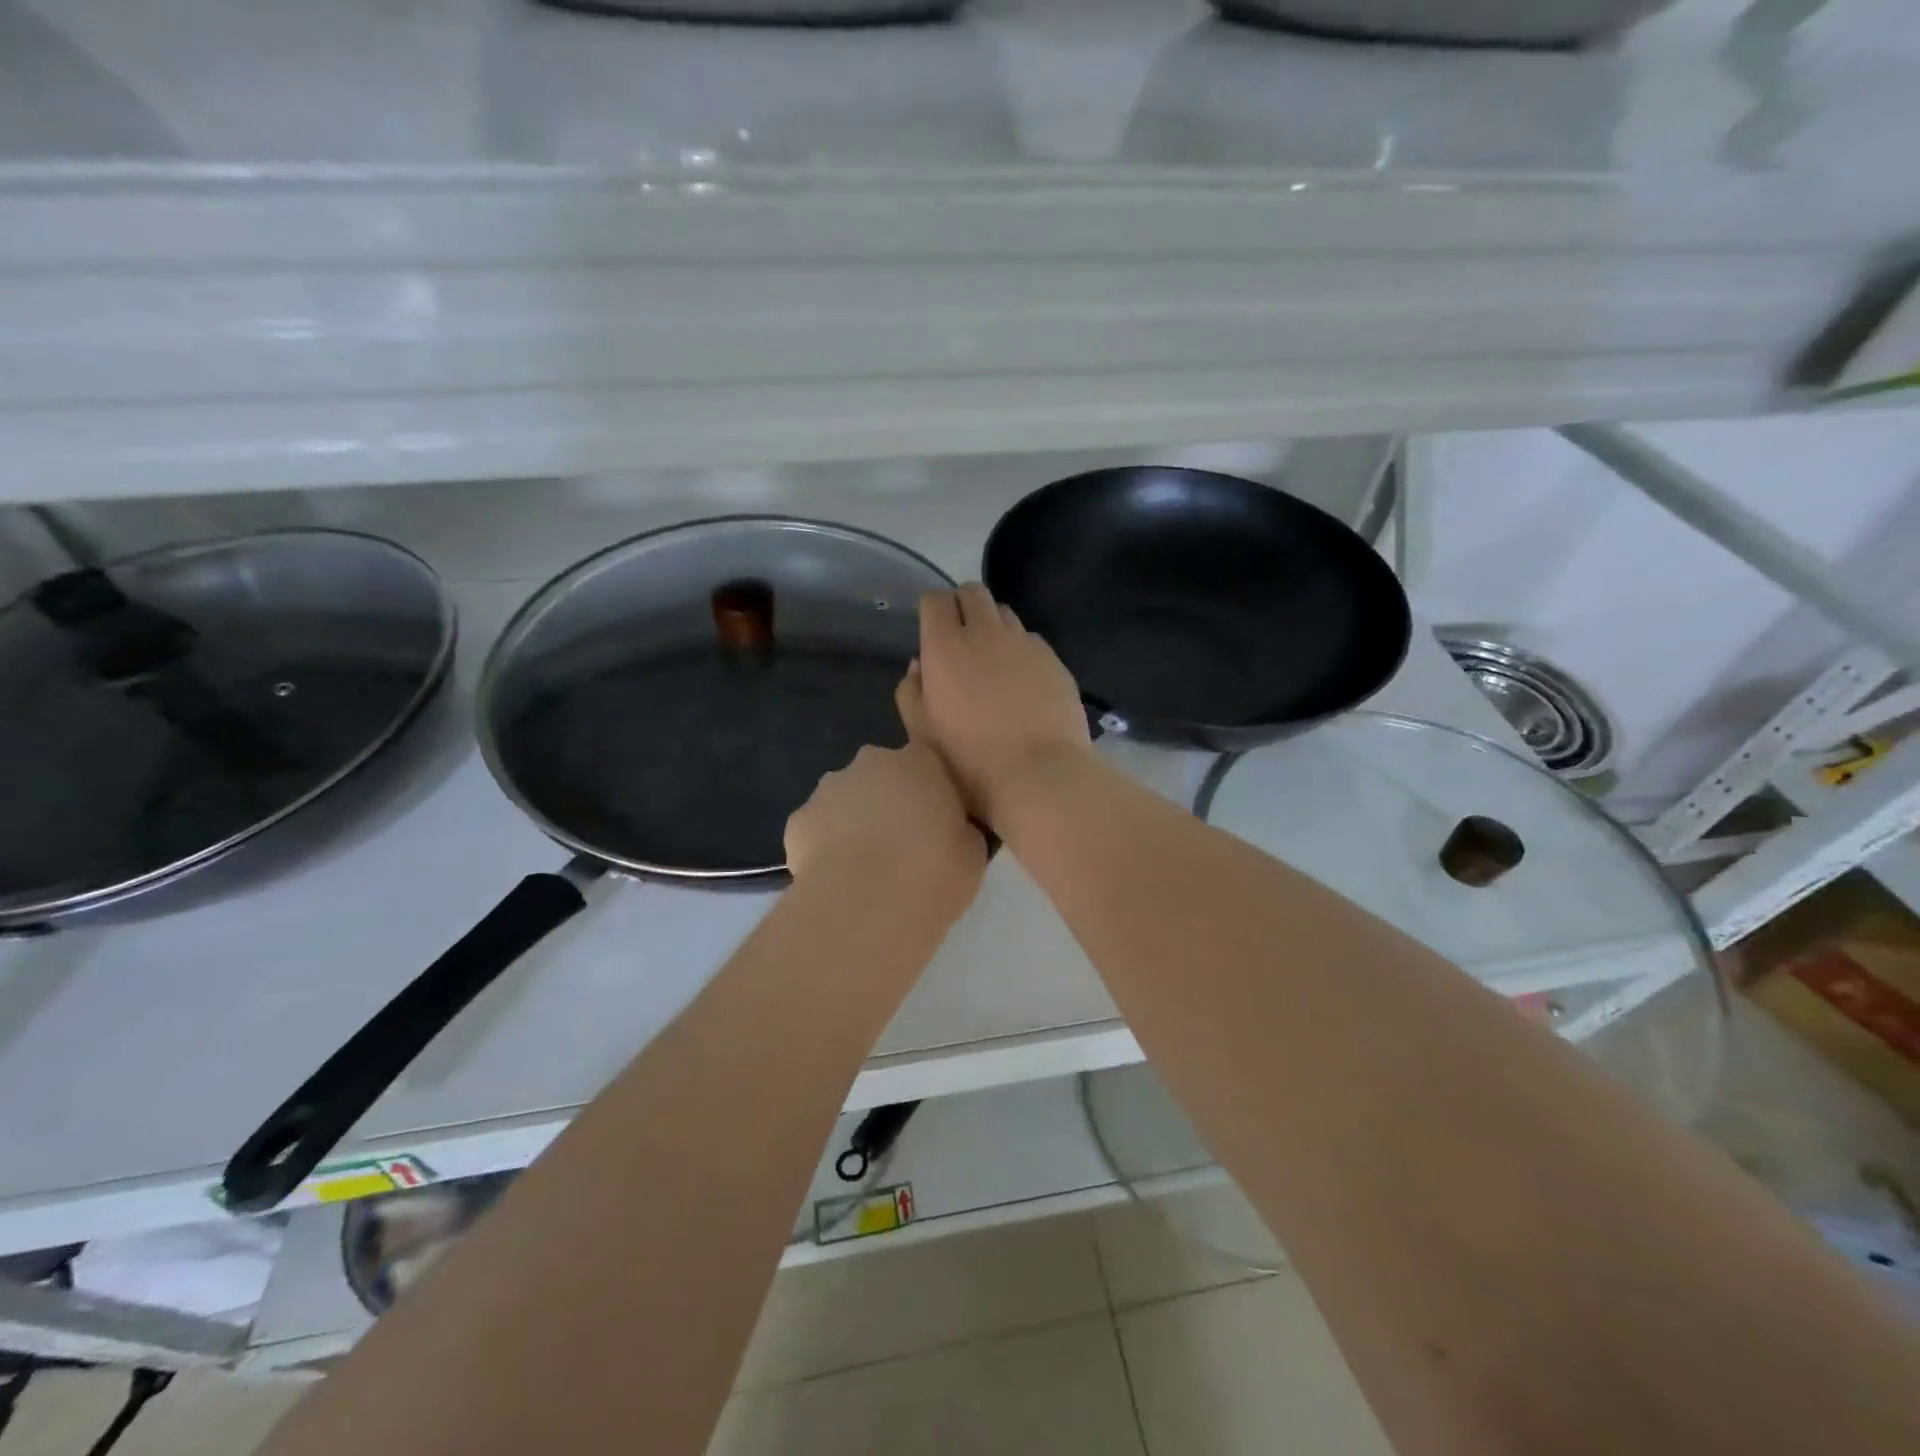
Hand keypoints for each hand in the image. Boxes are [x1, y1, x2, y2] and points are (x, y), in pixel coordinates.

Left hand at [785, 676, 987, 903]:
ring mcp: (828, 789)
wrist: (867, 907)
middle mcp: (871, 763)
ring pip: (845, 799)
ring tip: (867, 867)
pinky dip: (825, 847)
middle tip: (903, 845)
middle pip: (881, 775)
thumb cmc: (933, 873)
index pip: (928, 763)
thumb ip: (959, 828)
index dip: (931, 793)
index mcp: (919, 761)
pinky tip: (837, 878)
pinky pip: (817, 828)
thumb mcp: (972, 852)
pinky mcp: (797, 820)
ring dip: (855, 821)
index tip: (937, 823)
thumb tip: (948, 830)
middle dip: (889, 801)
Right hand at [913, 583, 1092, 825]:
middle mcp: (986, 633)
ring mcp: (1025, 644)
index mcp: (946, 646)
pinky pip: (1031, 640)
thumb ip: (911, 692)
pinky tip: (1022, 681)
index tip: (931, 631)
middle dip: (962, 605)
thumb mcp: (921, 733)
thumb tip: (919, 666)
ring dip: (993, 625)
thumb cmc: (969, 760)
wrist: (1039, 775)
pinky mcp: (1055, 660)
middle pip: (973, 592)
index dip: (931, 610)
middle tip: (960, 638)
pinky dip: (1021, 650)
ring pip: (1005, 613)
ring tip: (992, 659)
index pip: (935, 600)